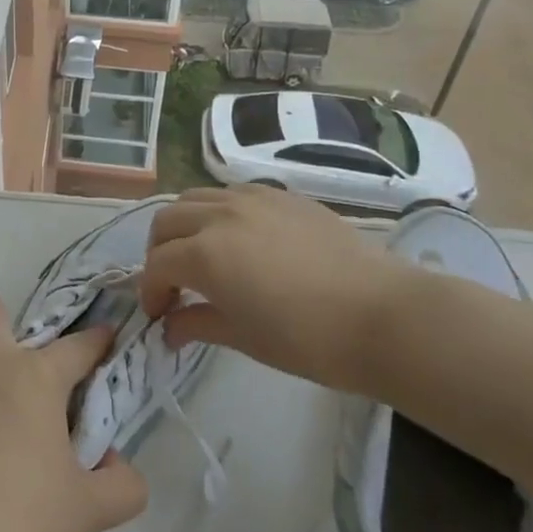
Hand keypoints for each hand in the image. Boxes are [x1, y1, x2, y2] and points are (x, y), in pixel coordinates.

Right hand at [139, 186, 428, 391]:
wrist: (382, 315)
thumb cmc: (308, 338)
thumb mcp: (244, 337)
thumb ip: (198, 323)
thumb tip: (169, 329)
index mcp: (205, 253)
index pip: (157, 265)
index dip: (150, 291)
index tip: (158, 316)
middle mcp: (220, 215)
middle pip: (167, 221)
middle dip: (159, 252)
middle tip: (172, 283)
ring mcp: (253, 198)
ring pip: (196, 198)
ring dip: (185, 225)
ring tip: (200, 254)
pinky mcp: (283, 195)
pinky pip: (233, 193)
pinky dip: (219, 211)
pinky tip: (238, 238)